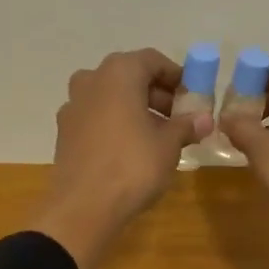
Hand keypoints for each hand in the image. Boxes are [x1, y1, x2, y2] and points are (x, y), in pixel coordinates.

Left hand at [30, 49, 212, 268]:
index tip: (192, 97)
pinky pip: (95, 118)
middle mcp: (90, 80)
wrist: (83, 207)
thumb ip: (186, 125)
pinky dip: (114, 124)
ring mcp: (72, 106)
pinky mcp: (63, 132)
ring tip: (158, 136)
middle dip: (156, 95)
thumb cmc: (132, 166)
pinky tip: (130, 149)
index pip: (152, 61)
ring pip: (110, 98)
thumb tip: (204, 119)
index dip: (176, 77)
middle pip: (129, 77)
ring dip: (135, 110)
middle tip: (178, 119)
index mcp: (118, 73)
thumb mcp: (169, 145)